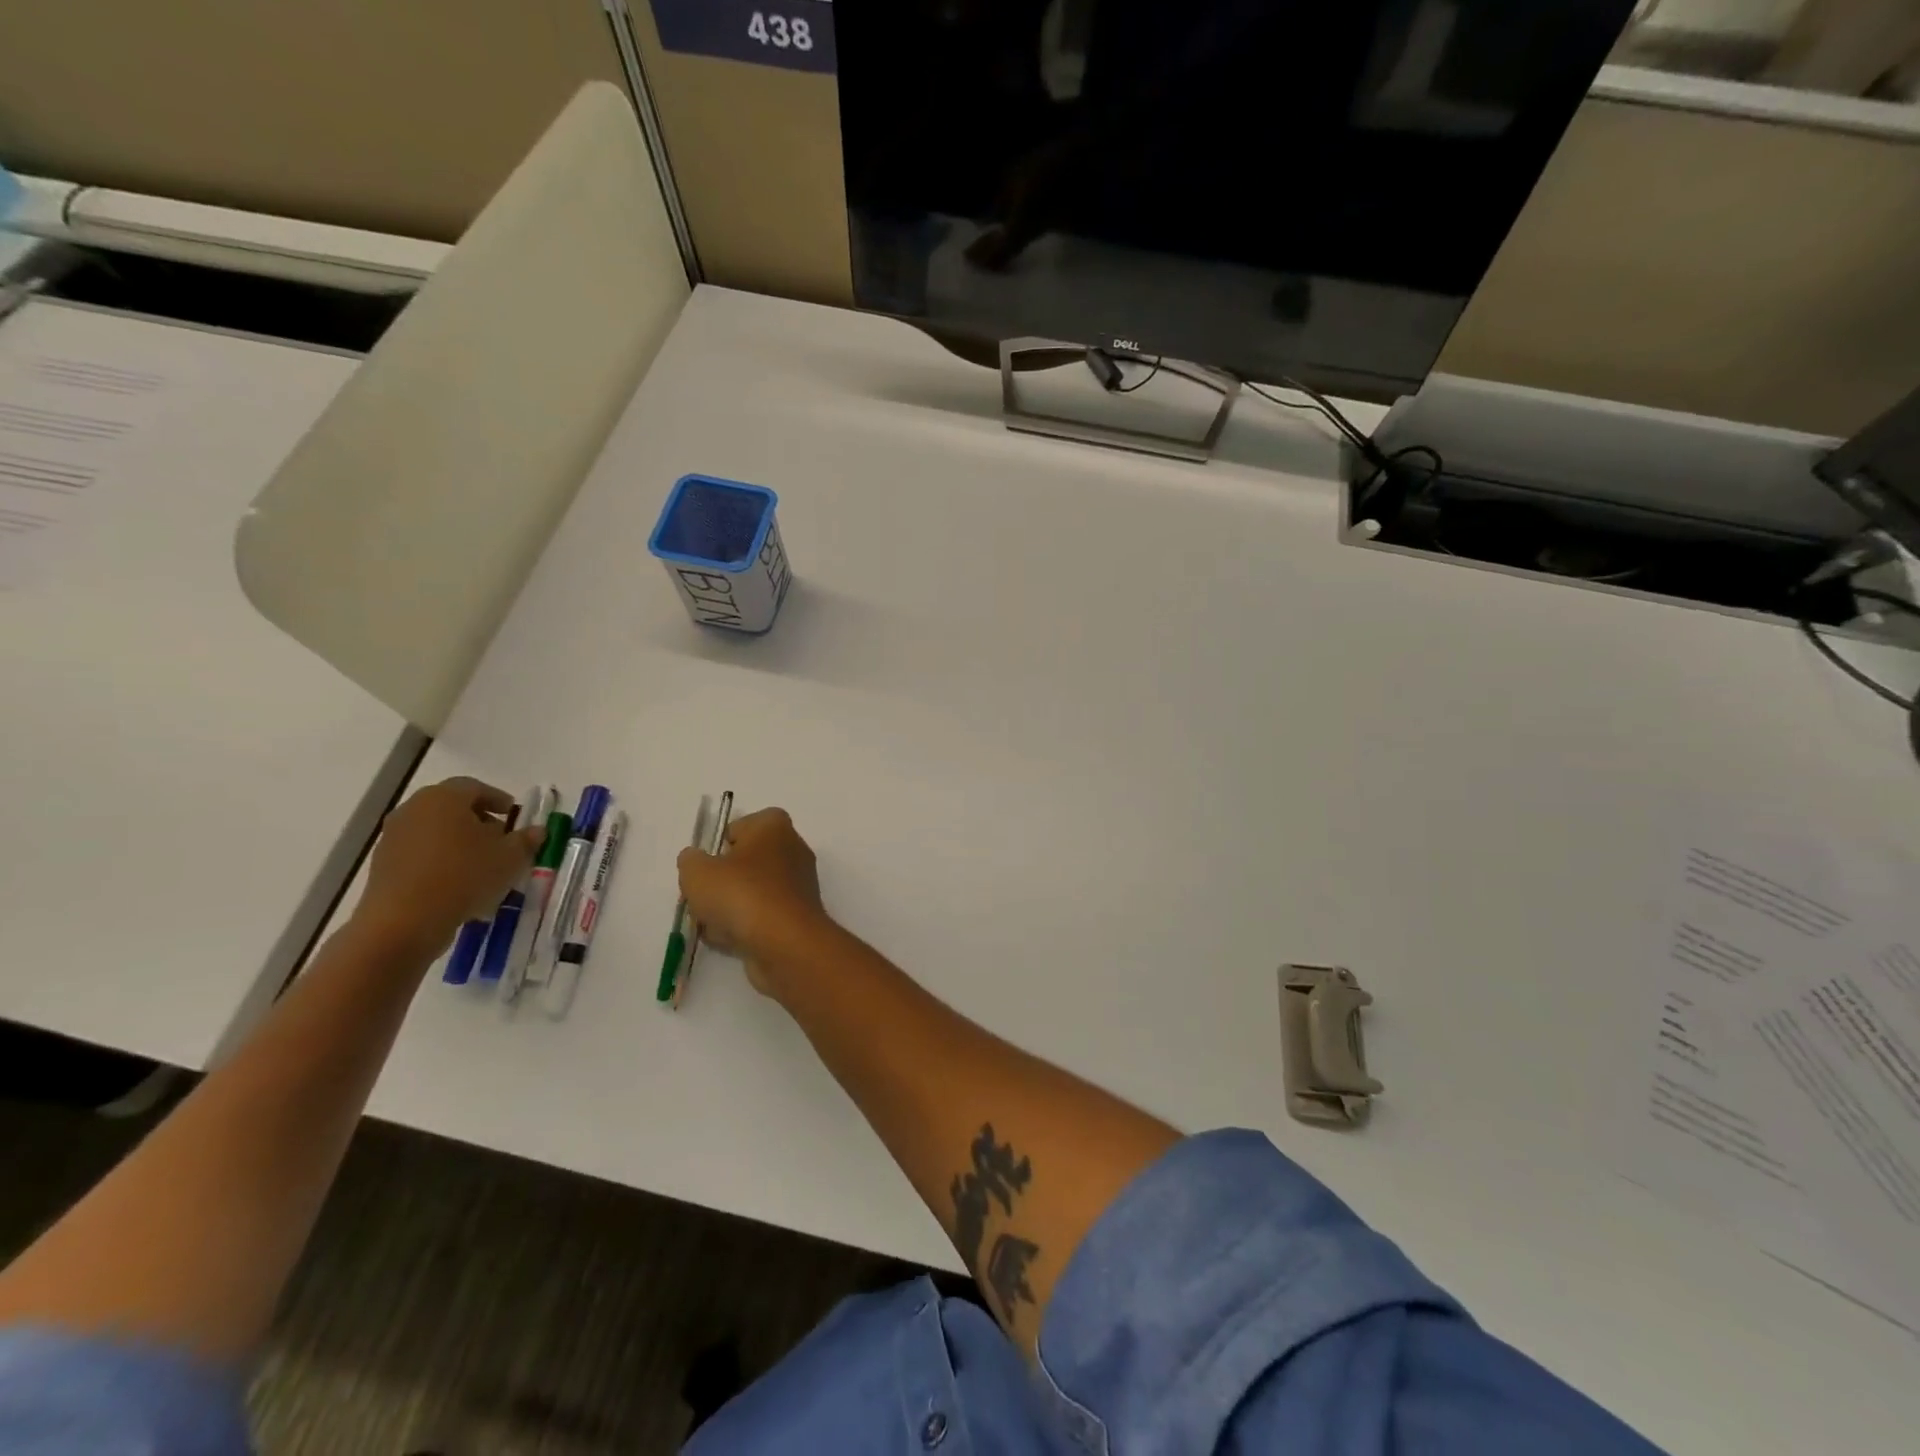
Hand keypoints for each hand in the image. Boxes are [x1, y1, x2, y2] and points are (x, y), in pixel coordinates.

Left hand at [355, 778, 543, 957]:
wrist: (404, 921)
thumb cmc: (464, 877)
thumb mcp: (510, 858)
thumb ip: (526, 840)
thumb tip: (537, 831)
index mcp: (445, 798)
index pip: (475, 787)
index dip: (498, 799)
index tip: (513, 816)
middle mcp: (414, 809)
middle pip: (451, 806)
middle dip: (478, 819)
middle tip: (500, 838)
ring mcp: (394, 836)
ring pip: (434, 829)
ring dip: (458, 840)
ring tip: (480, 863)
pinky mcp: (383, 863)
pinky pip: (419, 852)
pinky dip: (439, 859)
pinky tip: (457, 881)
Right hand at [677, 808, 829, 994]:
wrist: (785, 942)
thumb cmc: (741, 894)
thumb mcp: (697, 872)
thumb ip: (690, 860)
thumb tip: (695, 860)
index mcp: (774, 826)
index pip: (740, 826)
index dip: (719, 846)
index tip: (706, 867)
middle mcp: (792, 849)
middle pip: (745, 862)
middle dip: (721, 881)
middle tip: (703, 897)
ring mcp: (798, 884)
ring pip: (751, 891)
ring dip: (729, 907)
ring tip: (712, 923)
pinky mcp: (798, 915)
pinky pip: (762, 915)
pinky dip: (745, 926)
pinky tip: (729, 939)